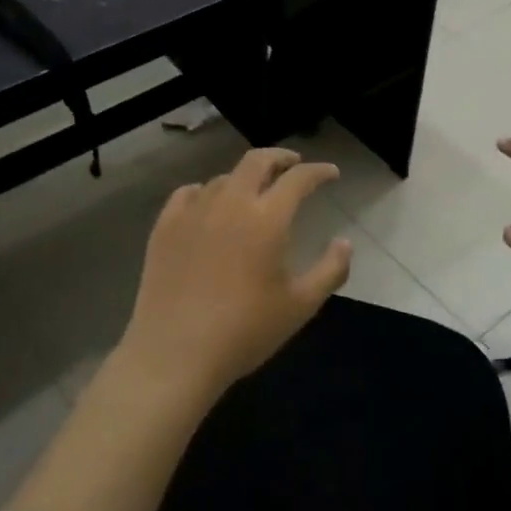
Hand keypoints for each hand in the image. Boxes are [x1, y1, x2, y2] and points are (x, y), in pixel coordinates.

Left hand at [118, 147, 351, 402]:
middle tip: (293, 165)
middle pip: (257, 161)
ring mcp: (193, 211)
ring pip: (223, 178)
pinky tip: (209, 205)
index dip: (318, 171)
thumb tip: (345, 242)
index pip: (298, 179)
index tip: (331, 173)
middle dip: (280, 157)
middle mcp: (230, 202)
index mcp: (267, 218)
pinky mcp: (165, 226)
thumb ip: (331, 270)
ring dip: (244, 178)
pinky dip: (206, 191)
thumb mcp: (300, 306)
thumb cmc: (245, 331)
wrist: (175, 352)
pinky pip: (188, 194)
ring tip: (253, 192)